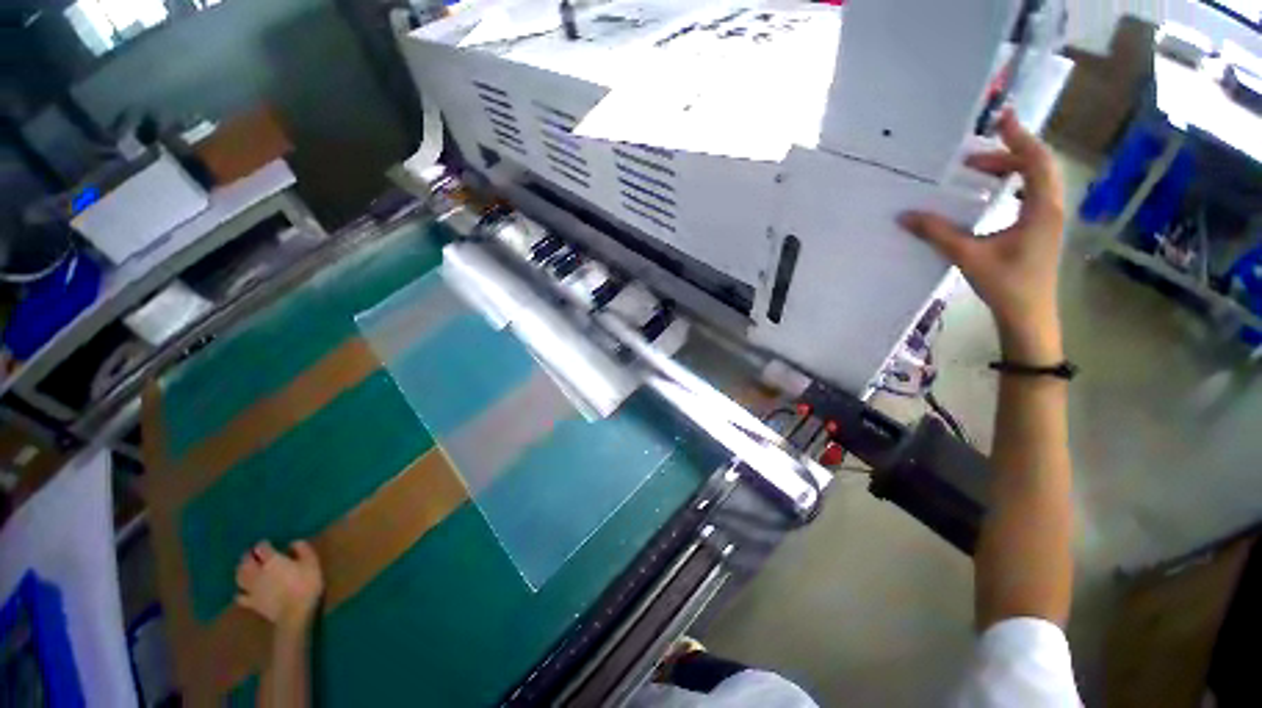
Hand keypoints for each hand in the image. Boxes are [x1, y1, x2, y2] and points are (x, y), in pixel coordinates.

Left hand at [235, 540, 323, 630]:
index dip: (263, 544)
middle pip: (246, 561)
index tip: (267, 543)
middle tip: (252, 553)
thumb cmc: (306, 584)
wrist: (295, 612)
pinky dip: (240, 591)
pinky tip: (243, 591)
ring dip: (240, 570)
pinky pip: (240, 596)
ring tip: (244, 568)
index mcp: (271, 560)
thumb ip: (302, 550)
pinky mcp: (251, 603)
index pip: (261, 548)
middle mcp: (257, 572)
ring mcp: (252, 588)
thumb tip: (293, 542)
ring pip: (239, 576)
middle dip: (248, 556)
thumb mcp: (311, 562)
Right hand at [900, 109, 1065, 362]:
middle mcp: (1051, 207)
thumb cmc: (1005, 284)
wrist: (1028, 315)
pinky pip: (1031, 194)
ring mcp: (1049, 218)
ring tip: (979, 171)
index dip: (1019, 137)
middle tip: (971, 158)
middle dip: (1006, 154)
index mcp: (1041, 208)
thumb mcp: (968, 256)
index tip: (1000, 119)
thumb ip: (937, 233)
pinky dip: (1013, 185)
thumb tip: (905, 216)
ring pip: (1036, 180)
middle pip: (1037, 166)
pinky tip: (991, 195)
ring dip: (1010, 169)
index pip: (1036, 161)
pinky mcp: (1041, 228)